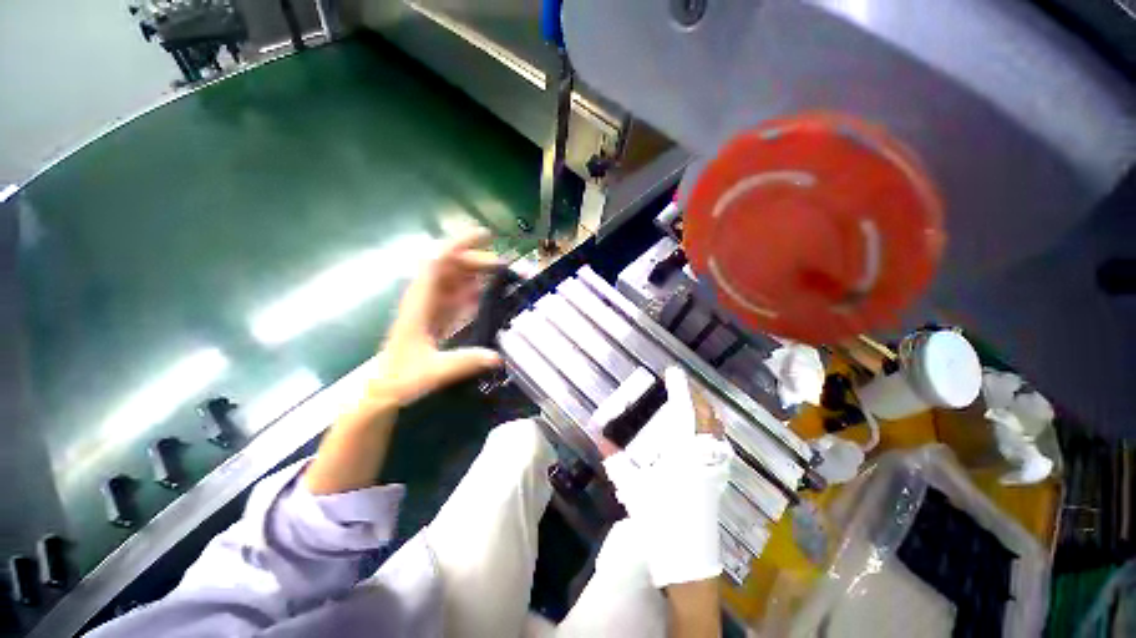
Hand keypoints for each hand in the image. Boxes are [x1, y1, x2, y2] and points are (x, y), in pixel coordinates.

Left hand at [368, 230, 503, 406]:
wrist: (383, 392)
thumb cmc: (401, 379)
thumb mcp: (433, 371)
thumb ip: (464, 362)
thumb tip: (498, 358)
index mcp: (420, 302)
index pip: (438, 262)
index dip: (461, 245)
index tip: (486, 236)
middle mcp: (425, 298)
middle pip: (451, 267)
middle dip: (477, 260)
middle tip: (505, 266)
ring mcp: (431, 308)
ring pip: (455, 280)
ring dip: (477, 273)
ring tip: (502, 275)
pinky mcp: (437, 318)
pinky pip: (457, 297)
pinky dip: (473, 291)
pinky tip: (487, 294)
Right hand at [601, 367, 732, 587]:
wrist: (687, 560)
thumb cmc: (659, 520)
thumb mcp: (631, 488)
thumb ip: (614, 458)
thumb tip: (596, 433)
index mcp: (683, 453)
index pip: (685, 411)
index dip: (680, 388)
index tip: (673, 371)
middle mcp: (703, 455)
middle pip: (707, 416)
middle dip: (696, 395)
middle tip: (683, 384)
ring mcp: (714, 468)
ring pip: (716, 430)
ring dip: (705, 410)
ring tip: (692, 401)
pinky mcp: (717, 479)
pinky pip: (717, 444)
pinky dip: (710, 429)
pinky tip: (700, 432)